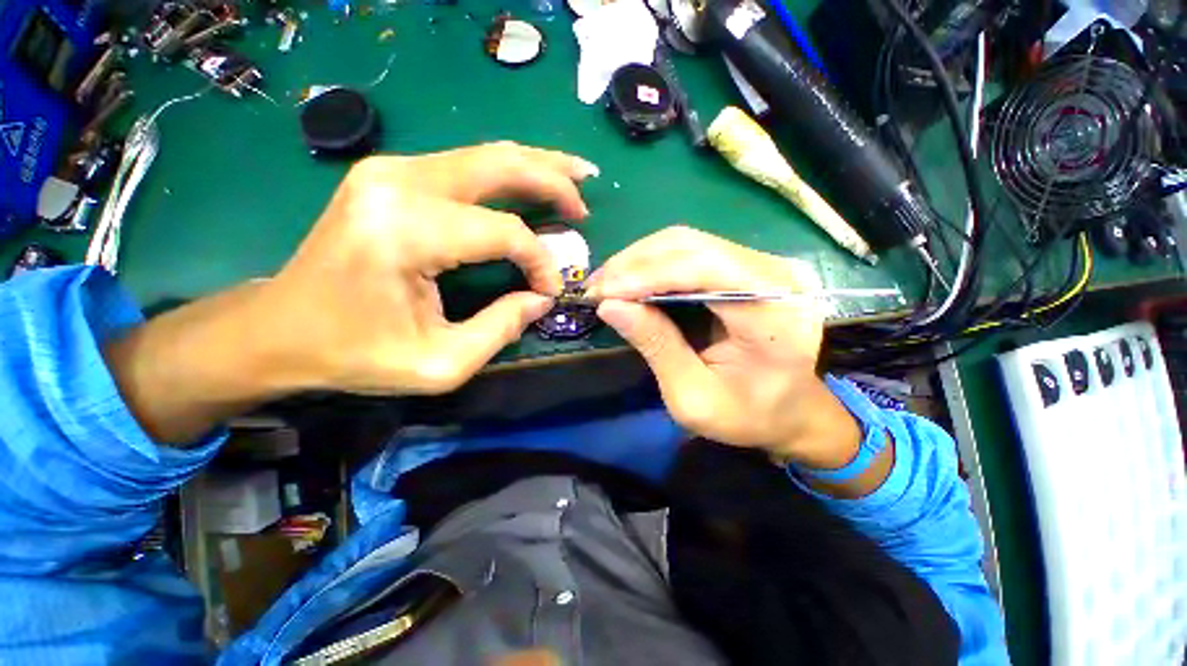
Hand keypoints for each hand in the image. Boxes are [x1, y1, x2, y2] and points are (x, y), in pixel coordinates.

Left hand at [264, 142, 598, 394]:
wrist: (278, 328)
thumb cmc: (354, 353)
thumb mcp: (440, 363)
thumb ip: (502, 328)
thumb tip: (541, 298)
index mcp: (406, 232)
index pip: (503, 232)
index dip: (539, 261)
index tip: (550, 290)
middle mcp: (398, 183)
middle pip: (499, 165)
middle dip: (553, 180)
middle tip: (585, 201)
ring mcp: (391, 171)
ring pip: (485, 154)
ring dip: (535, 166)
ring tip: (573, 179)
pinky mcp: (390, 175)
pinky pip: (466, 165)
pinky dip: (506, 172)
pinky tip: (530, 180)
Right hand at [587, 226, 859, 468]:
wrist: (793, 411)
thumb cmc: (747, 416)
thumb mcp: (693, 396)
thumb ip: (656, 346)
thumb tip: (610, 306)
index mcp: (775, 315)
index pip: (704, 270)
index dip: (646, 275)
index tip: (602, 292)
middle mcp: (778, 276)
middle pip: (693, 246)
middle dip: (635, 264)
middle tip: (596, 286)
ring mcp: (767, 264)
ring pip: (689, 242)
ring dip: (641, 260)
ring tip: (608, 282)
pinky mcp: (751, 265)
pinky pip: (694, 250)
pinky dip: (656, 262)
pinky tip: (632, 278)